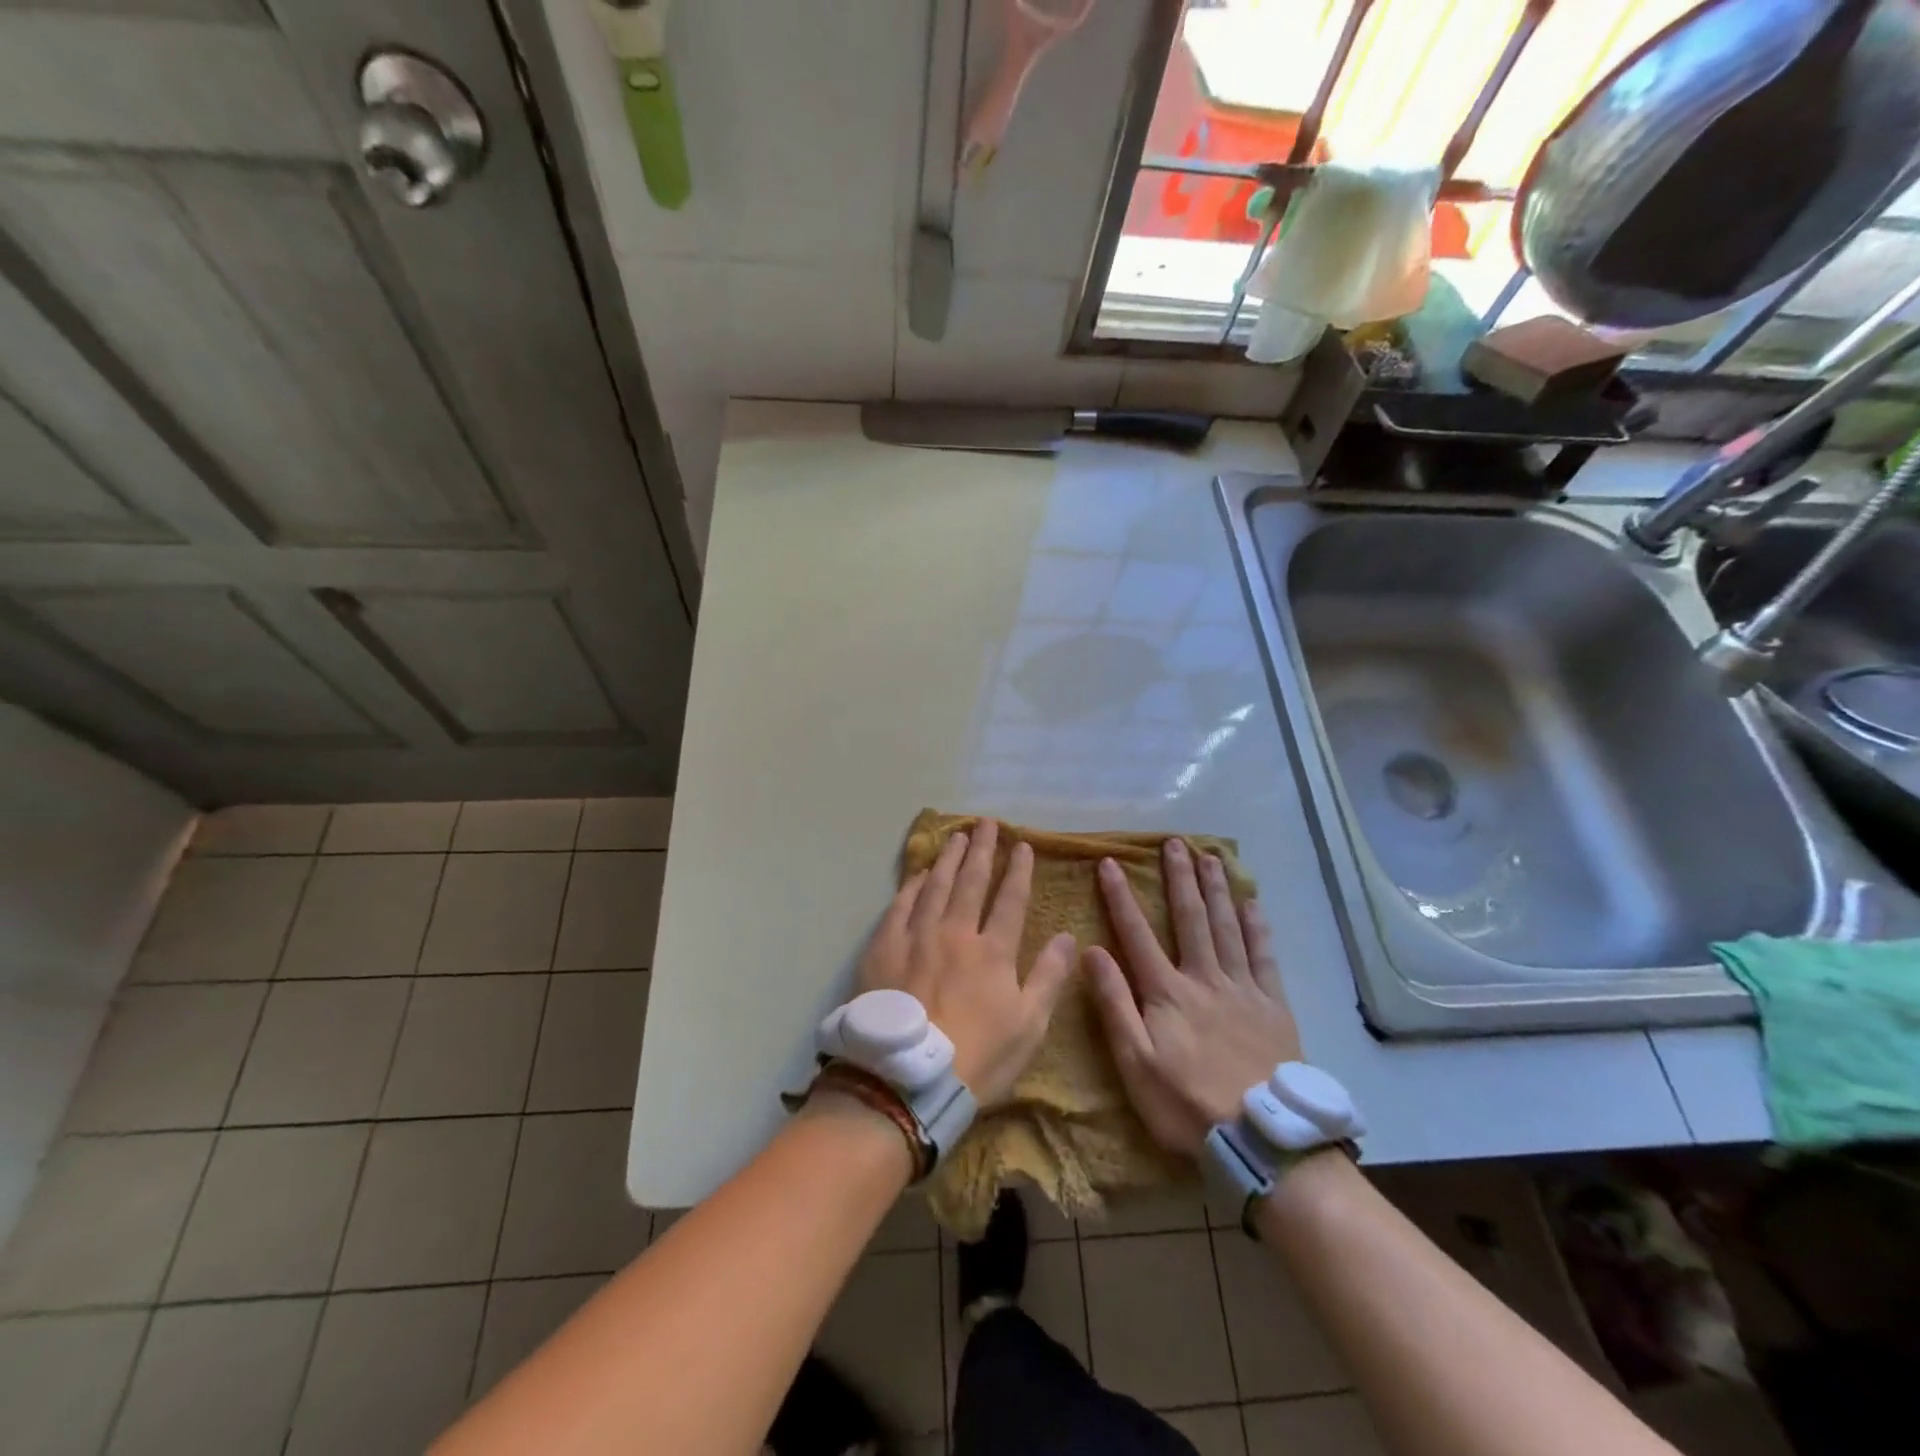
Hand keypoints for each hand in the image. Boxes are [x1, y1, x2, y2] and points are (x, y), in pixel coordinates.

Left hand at [855, 820, 1076, 1107]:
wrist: (906, 1079)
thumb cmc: (977, 1057)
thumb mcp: (1029, 1025)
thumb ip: (1049, 976)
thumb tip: (1067, 936)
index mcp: (993, 951)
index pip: (1010, 899)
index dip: (1018, 870)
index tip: (1023, 845)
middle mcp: (955, 932)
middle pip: (971, 881)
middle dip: (982, 849)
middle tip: (986, 823)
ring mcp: (916, 936)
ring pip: (935, 885)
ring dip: (948, 858)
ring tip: (956, 835)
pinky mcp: (883, 947)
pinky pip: (900, 905)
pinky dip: (912, 885)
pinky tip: (918, 873)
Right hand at [1084, 838, 1301, 1158]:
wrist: (1259, 1137)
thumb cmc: (1185, 1103)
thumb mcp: (1134, 1062)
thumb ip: (1114, 1004)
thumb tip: (1092, 951)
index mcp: (1167, 992)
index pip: (1137, 934)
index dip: (1121, 897)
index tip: (1110, 863)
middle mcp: (1204, 978)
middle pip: (1190, 918)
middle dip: (1179, 878)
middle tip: (1174, 843)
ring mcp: (1242, 988)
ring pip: (1227, 927)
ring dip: (1216, 889)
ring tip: (1210, 857)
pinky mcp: (1273, 1004)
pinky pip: (1265, 956)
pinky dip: (1258, 926)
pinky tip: (1252, 903)